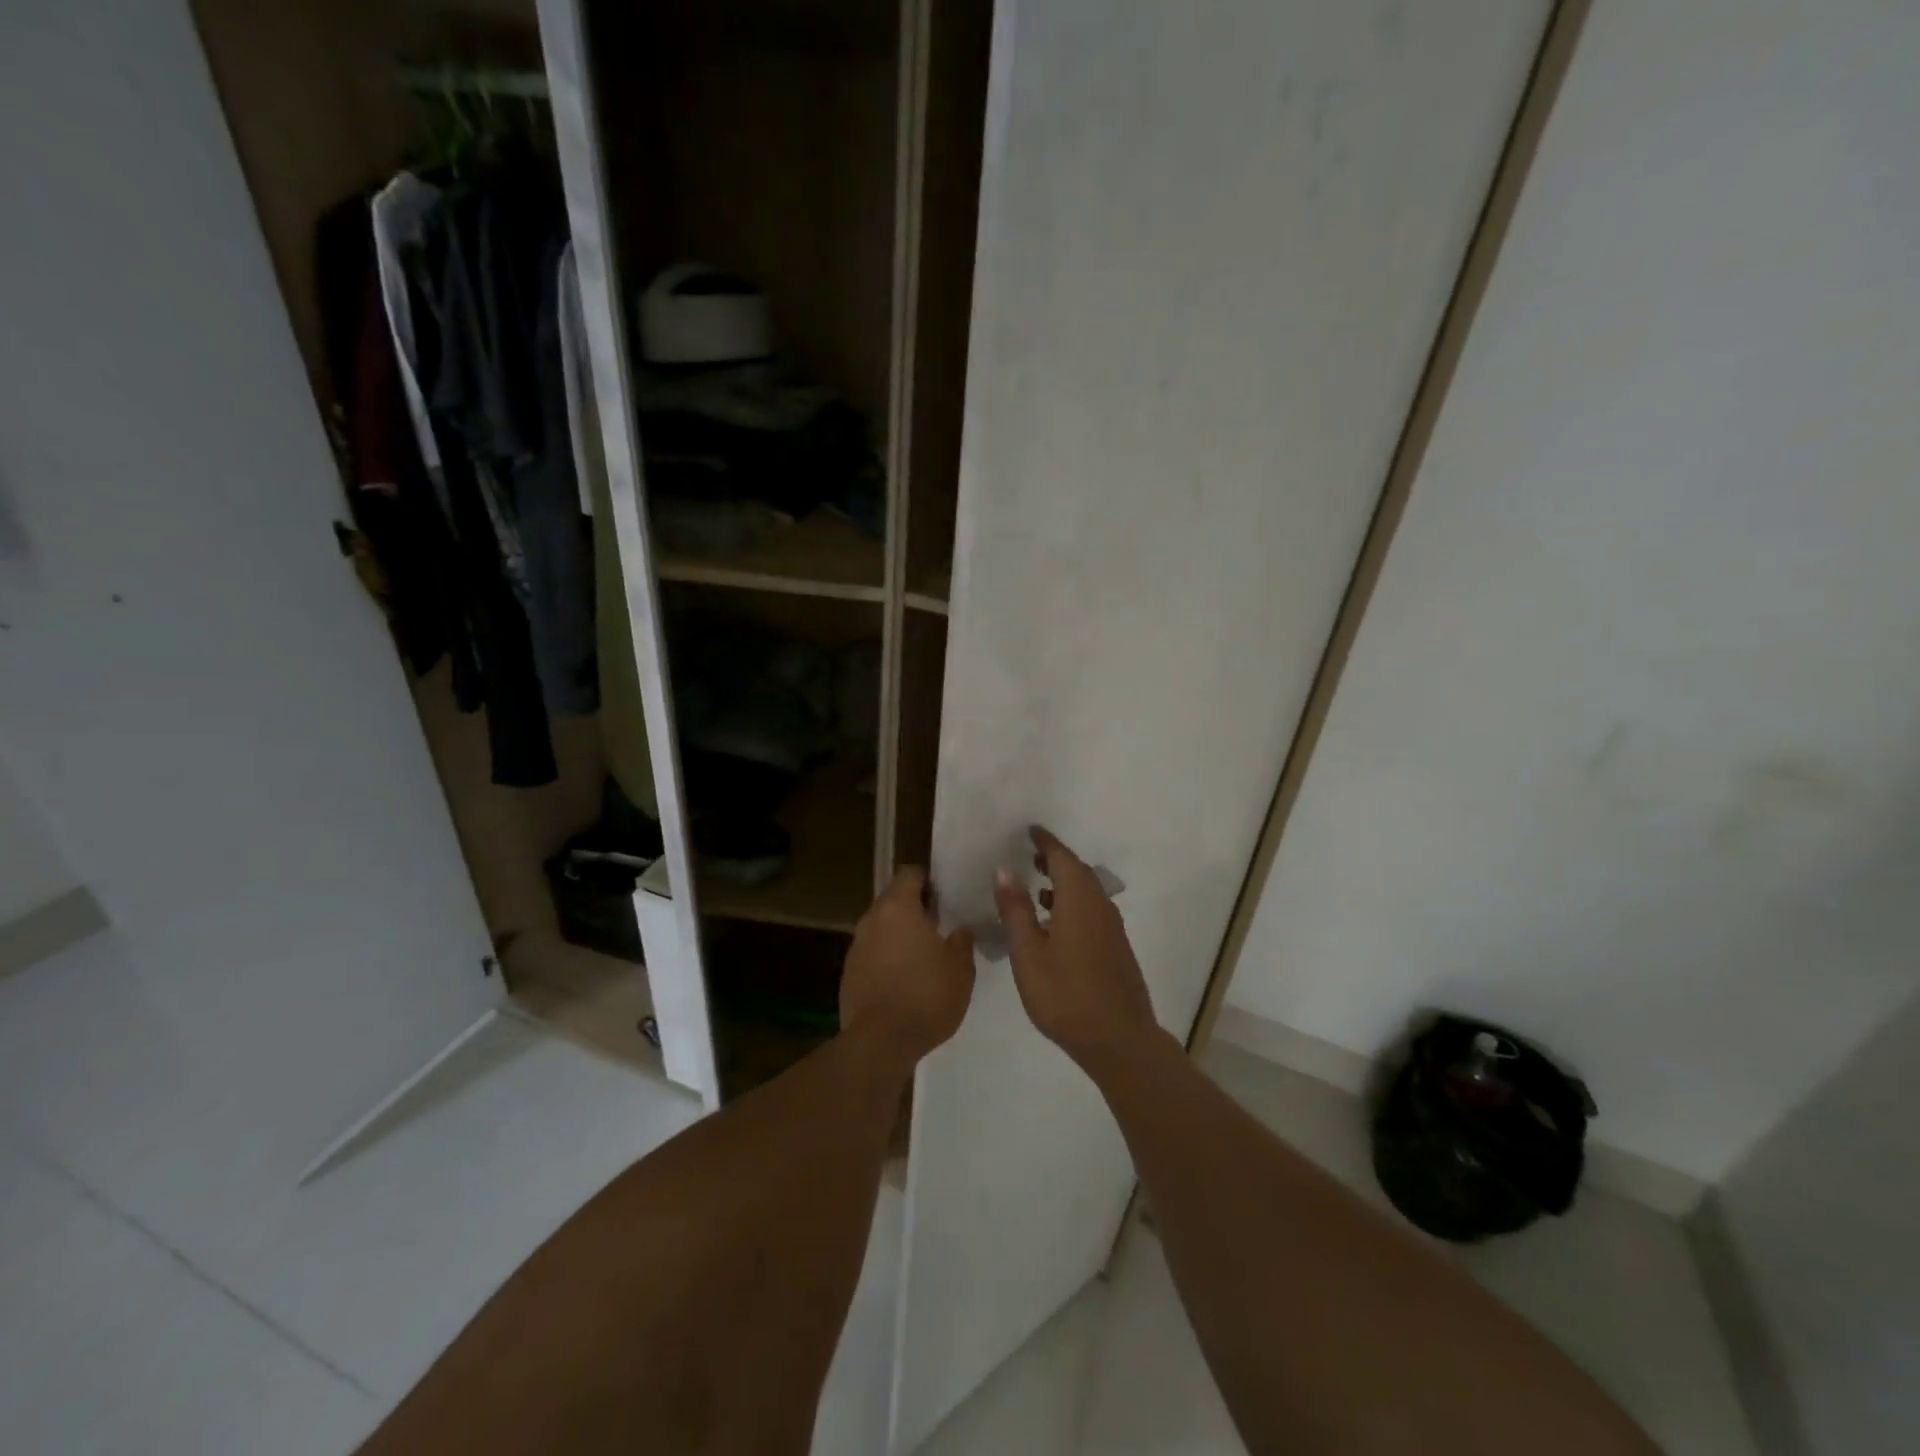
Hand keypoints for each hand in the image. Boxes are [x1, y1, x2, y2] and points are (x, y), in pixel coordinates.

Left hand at [842, 867, 976, 1062]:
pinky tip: (904, 980)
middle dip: (914, 908)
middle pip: (892, 900)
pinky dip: (886, 959)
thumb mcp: (961, 969)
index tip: (944, 895)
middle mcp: (871, 919)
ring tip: (923, 955)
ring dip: (899, 935)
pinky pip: (871, 954)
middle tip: (939, 925)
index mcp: (898, 908)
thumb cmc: (926, 995)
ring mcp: (855, 947)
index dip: (927, 880)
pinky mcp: (848, 974)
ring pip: (881, 928)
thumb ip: (962, 942)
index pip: (909, 874)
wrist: (880, 1042)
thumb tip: (960, 930)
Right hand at [994, 827, 1158, 1070]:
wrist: (1118, 1038)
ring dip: (1064, 882)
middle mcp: (1100, 905)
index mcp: (1079, 900)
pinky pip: (1092, 910)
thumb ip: (1016, 909)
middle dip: (1055, 860)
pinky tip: (1057, 923)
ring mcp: (1112, 928)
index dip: (1046, 842)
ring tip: (1039, 886)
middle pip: (1078, 871)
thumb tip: (1004, 868)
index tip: (1031, 830)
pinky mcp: (1116, 947)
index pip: (1062, 858)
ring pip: (1087, 892)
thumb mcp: (1028, 953)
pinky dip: (1073, 903)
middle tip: (1031, 854)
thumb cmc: (1065, 994)